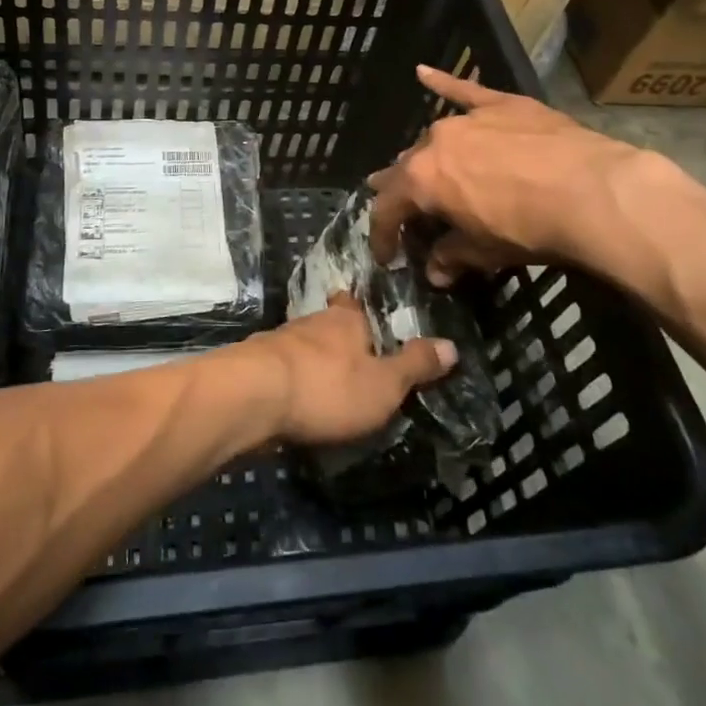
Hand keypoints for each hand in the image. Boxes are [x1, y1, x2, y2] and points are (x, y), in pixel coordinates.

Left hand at [245, 292, 455, 445]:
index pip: (355, 305)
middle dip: (339, 341)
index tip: (370, 322)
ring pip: (304, 347)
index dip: (363, 313)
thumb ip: (415, 366)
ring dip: (314, 362)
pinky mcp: (256, 367)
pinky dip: (293, 382)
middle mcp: (312, 322)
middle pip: (329, 325)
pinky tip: (298, 400)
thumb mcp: (384, 384)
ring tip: (329, 385)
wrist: (253, 397)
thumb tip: (452, 345)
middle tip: (355, 362)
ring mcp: (279, 342)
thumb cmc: (328, 386)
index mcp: (346, 320)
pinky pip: (283, 371)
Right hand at [366, 66, 705, 305]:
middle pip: (406, 169)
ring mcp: (466, 119)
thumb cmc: (530, 228)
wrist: (591, 191)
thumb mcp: (486, 252)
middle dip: (402, 193)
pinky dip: (442, 83)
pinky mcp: (500, 103)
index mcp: (422, 181)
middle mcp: (434, 143)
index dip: (384, 236)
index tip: (389, 257)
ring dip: (427, 157)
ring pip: (434, 138)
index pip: (388, 209)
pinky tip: (423, 71)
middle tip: (405, 213)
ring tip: (425, 169)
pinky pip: (464, 91)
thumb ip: (452, 256)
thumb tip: (436, 272)